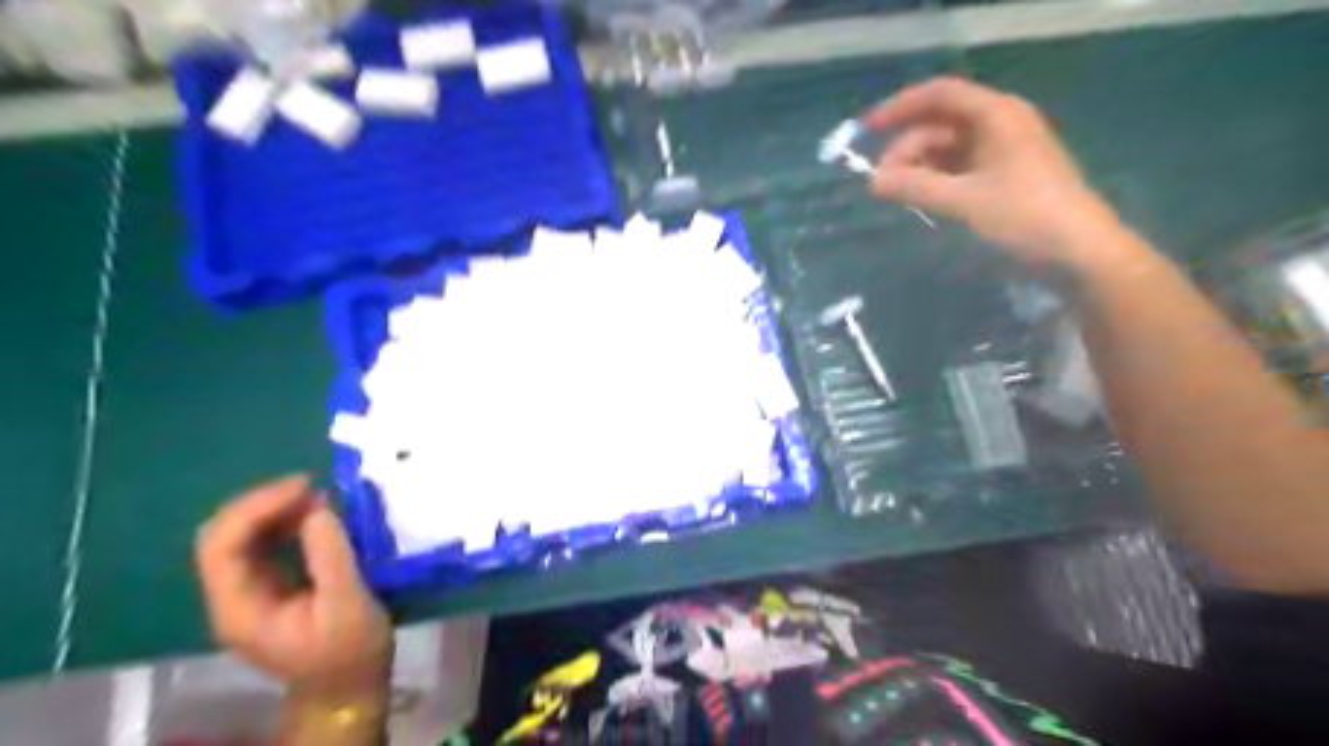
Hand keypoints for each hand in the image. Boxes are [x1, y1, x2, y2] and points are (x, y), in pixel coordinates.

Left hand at [191, 478, 390, 698]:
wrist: (349, 688)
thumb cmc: (350, 652)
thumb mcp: (348, 606)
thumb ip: (331, 558)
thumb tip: (318, 509)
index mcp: (240, 608)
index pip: (221, 546)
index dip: (256, 508)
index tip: (305, 488)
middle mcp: (233, 596)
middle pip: (223, 535)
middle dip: (263, 503)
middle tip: (313, 487)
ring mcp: (249, 591)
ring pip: (242, 535)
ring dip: (276, 509)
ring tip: (320, 497)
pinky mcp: (271, 586)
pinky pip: (265, 543)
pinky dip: (288, 521)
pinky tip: (318, 516)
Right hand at [869, 75, 1125, 268]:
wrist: (1079, 252)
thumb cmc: (1023, 218)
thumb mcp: (963, 202)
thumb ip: (914, 188)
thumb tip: (873, 181)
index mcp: (996, 115)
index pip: (940, 95)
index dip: (900, 108)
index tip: (867, 131)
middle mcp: (1001, 123)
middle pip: (941, 123)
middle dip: (907, 148)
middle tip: (882, 183)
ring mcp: (1006, 149)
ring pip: (949, 147)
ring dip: (920, 166)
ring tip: (898, 195)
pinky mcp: (1007, 175)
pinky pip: (961, 166)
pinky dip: (938, 178)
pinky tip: (923, 198)